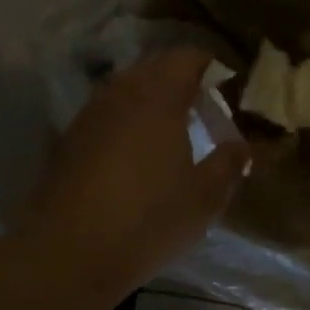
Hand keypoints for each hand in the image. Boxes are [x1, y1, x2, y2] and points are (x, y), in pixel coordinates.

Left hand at [26, 48, 250, 297]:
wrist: (68, 252)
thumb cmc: (147, 220)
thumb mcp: (204, 198)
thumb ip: (229, 164)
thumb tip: (241, 146)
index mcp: (158, 97)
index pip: (187, 57)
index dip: (210, 66)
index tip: (228, 87)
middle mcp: (120, 93)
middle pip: (154, 67)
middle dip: (181, 80)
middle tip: (203, 109)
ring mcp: (89, 115)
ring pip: (126, 89)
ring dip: (151, 100)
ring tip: (171, 131)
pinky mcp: (68, 140)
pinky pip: (106, 114)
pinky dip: (126, 121)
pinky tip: (135, 155)